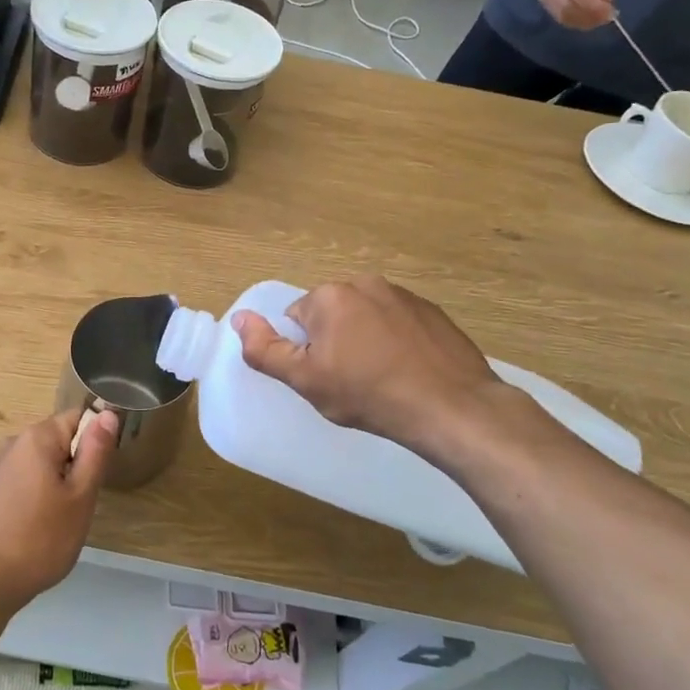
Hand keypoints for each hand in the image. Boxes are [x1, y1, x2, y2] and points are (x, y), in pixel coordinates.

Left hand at [0, 407, 118, 621]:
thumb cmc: (39, 540)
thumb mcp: (80, 497)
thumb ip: (96, 451)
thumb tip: (108, 413)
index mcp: (36, 437)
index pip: (78, 417)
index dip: (96, 441)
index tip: (99, 475)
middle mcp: (14, 443)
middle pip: (60, 439)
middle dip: (78, 465)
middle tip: (83, 503)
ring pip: (45, 462)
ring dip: (60, 483)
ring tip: (62, 519)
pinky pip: (27, 478)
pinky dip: (41, 495)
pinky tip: (40, 526)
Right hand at [231, 276, 508, 464]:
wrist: (450, 407)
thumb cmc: (368, 394)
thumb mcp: (305, 380)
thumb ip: (264, 349)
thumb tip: (238, 318)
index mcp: (330, 295)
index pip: (297, 319)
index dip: (305, 351)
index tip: (325, 376)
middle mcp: (365, 283)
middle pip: (331, 314)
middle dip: (334, 342)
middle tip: (350, 381)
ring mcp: (404, 295)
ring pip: (366, 318)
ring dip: (365, 341)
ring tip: (381, 378)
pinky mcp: (433, 312)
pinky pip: (399, 324)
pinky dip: (397, 343)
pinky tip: (407, 372)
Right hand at [538, 0, 639, 29]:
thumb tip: (602, 0)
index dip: (590, 4)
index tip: (608, 13)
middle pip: (563, 1)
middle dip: (585, 16)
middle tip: (603, 20)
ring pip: (556, 9)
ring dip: (577, 20)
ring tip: (595, 20)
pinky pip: (553, 11)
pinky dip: (568, 18)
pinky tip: (583, 16)